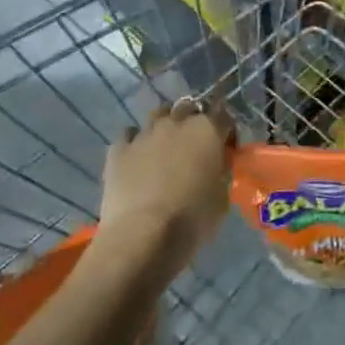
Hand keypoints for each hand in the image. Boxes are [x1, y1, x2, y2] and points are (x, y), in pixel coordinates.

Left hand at [96, 106, 229, 277]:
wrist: (142, 237)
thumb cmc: (192, 219)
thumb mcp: (222, 198)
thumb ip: (221, 173)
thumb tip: (216, 167)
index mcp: (207, 130)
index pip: (224, 115)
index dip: (226, 131)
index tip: (226, 148)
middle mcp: (176, 123)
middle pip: (188, 107)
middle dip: (194, 120)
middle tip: (194, 145)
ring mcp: (145, 134)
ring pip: (157, 115)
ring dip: (164, 125)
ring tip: (164, 148)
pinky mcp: (118, 150)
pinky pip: (128, 135)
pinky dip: (134, 142)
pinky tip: (136, 159)